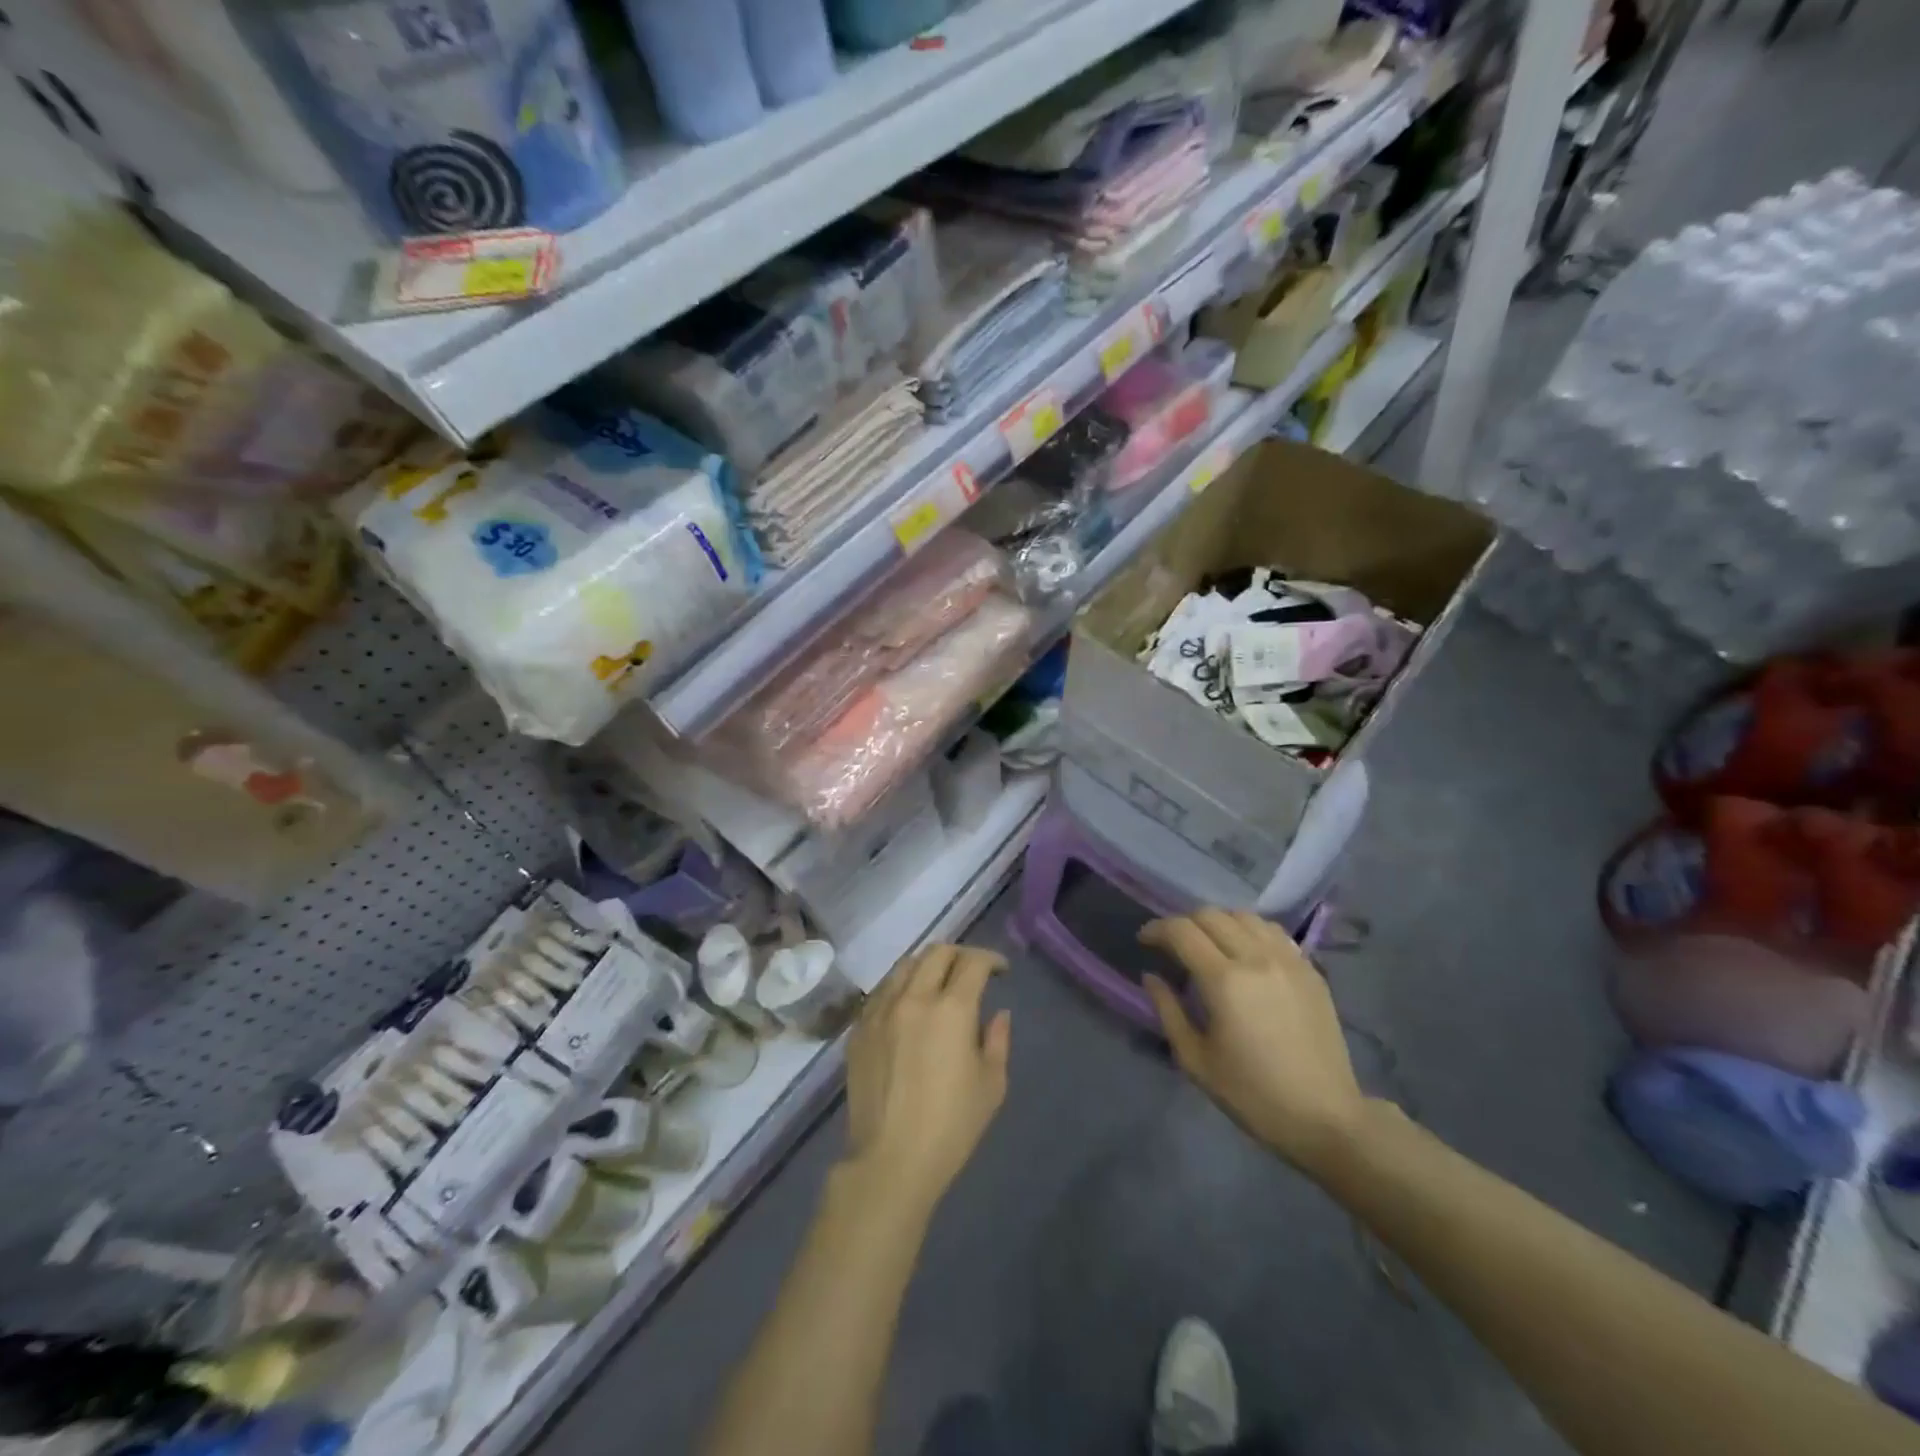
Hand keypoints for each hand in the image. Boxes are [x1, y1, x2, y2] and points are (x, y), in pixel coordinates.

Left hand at [842, 943, 1010, 1216]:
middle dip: (960, 955)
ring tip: (939, 983)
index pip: (972, 962)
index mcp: (951, 1009)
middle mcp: (913, 998)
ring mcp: (880, 1010)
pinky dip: (901, 986)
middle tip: (972, 972)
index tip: (1000, 970)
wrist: (890, 1160)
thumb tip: (998, 1013)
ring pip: (905, 965)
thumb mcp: (991, 1085)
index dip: (990, 959)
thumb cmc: (950, 1127)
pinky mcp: (859, 1028)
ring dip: (928, 965)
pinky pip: (882, 990)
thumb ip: (997, 1040)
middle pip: (936, 952)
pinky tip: (909, 1006)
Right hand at [1141, 909, 1364, 1174]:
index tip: (1144, 941)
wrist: (1325, 1118)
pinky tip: (1245, 952)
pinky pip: (1273, 931)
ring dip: (1218, 922)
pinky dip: (1250, 930)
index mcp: (1224, 981)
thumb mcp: (1196, 1060)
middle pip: (1210, 915)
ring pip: (1243, 916)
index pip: (1181, 931)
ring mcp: (1288, 960)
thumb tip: (1151, 977)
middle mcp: (1256, 958)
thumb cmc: (1252, 1095)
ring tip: (1209, 944)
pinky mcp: (1310, 970)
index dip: (1156, 929)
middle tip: (1173, 946)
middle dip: (1183, 923)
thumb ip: (1168, 1011)